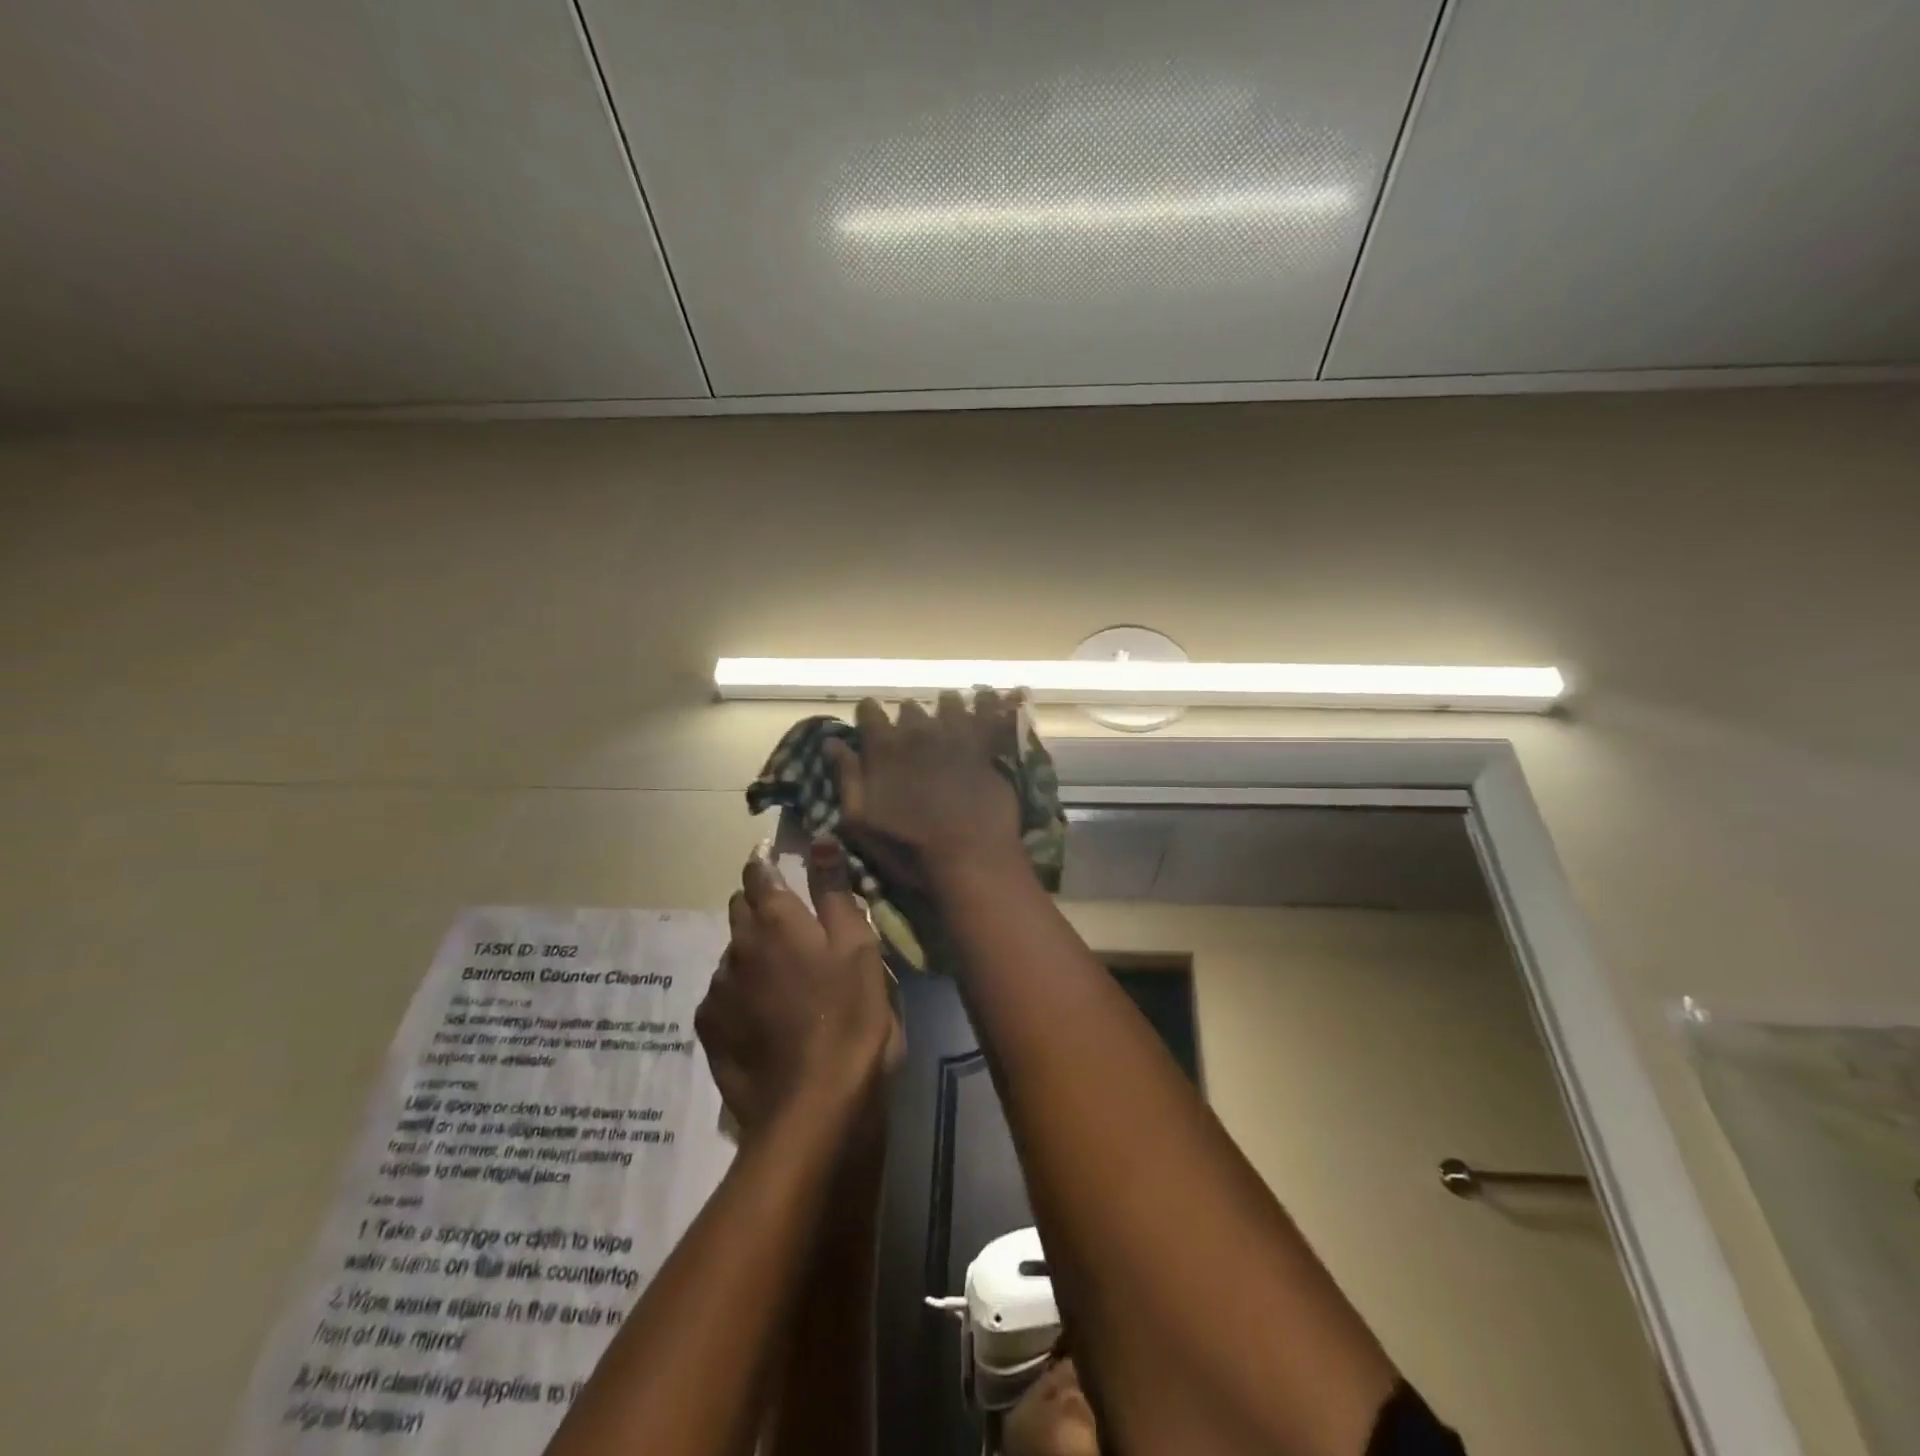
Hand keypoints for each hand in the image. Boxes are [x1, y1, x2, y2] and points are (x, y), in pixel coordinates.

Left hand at [696, 842, 901, 1140]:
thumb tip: (819, 839)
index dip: (764, 861)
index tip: (773, 857)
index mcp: (776, 920)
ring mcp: (718, 989)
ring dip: (752, 952)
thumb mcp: (858, 947)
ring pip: (732, 953)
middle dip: (759, 904)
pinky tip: (765, 1016)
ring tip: (783, 977)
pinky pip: (723, 994)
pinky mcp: (709, 1029)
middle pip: (740, 909)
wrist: (813, 1108)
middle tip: (791, 922)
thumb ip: (834, 891)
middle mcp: (738, 946)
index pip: (758, 873)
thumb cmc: (850, 1017)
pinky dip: (741, 992)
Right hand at [826, 690, 1026, 888]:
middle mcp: (918, 731)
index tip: (871, 724)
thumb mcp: (859, 822)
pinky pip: (988, 712)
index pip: (869, 712)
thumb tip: (832, 742)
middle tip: (911, 733)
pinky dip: (988, 703)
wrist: (970, 859)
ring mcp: (956, 735)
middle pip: (909, 709)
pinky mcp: (988, 746)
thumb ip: (845, 777)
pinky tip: (991, 697)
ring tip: (948, 716)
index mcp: (883, 748)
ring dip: (945, 708)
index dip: (869, 716)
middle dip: (908, 718)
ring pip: (948, 703)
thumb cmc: (908, 849)